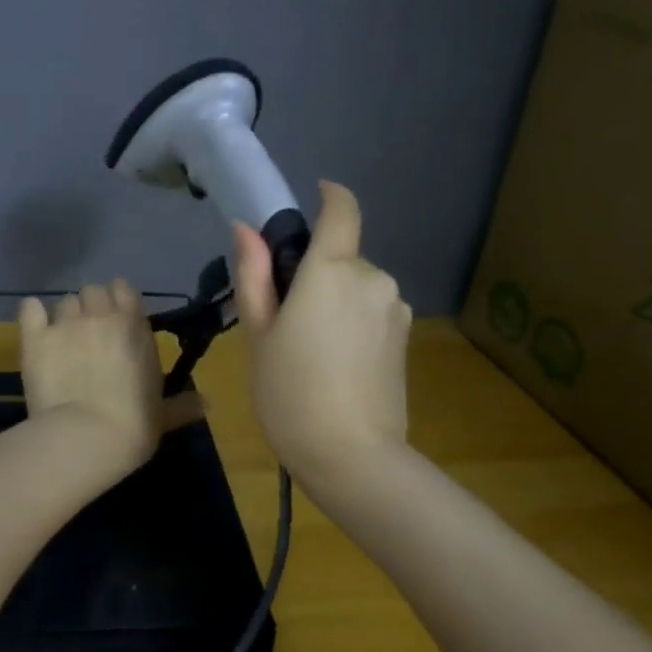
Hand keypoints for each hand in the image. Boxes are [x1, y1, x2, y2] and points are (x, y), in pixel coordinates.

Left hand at [18, 280, 204, 475]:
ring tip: (64, 339)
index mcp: (134, 326)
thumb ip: (182, 404)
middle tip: (90, 333)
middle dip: (91, 307)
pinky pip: (30, 309)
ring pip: (64, 301)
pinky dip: (33, 314)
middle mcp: (100, 316)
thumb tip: (207, 404)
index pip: (123, 289)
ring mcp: (65, 324)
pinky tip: (35, 326)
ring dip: (66, 316)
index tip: (117, 321)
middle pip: (93, 291)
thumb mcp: (162, 416)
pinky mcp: (35, 338)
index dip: (118, 302)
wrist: (86, 437)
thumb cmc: (133, 425)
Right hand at [232, 181, 410, 483]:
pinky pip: (372, 310)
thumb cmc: (289, 390)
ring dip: (334, 298)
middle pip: (341, 256)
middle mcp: (372, 278)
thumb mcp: (257, 332)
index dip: (329, 195)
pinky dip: (352, 320)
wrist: (352, 456)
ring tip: (309, 347)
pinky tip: (336, 362)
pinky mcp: (406, 337)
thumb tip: (245, 229)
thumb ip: (253, 274)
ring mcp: (395, 308)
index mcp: (331, 270)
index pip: (342, 209)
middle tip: (284, 316)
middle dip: (315, 271)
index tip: (312, 197)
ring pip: (356, 286)